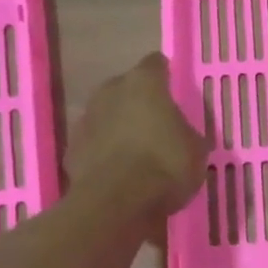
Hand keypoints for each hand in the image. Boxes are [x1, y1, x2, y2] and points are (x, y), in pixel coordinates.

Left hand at [66, 54, 206, 218]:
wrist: (116, 202)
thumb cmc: (165, 165)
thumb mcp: (196, 150)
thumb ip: (187, 133)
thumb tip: (180, 135)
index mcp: (144, 83)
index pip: (155, 64)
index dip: (164, 77)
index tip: (172, 91)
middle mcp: (110, 91)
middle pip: (125, 88)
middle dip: (138, 103)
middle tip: (155, 125)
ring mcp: (86, 119)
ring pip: (106, 116)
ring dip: (118, 128)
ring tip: (135, 153)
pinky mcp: (71, 149)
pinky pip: (93, 145)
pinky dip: (103, 154)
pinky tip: (118, 173)